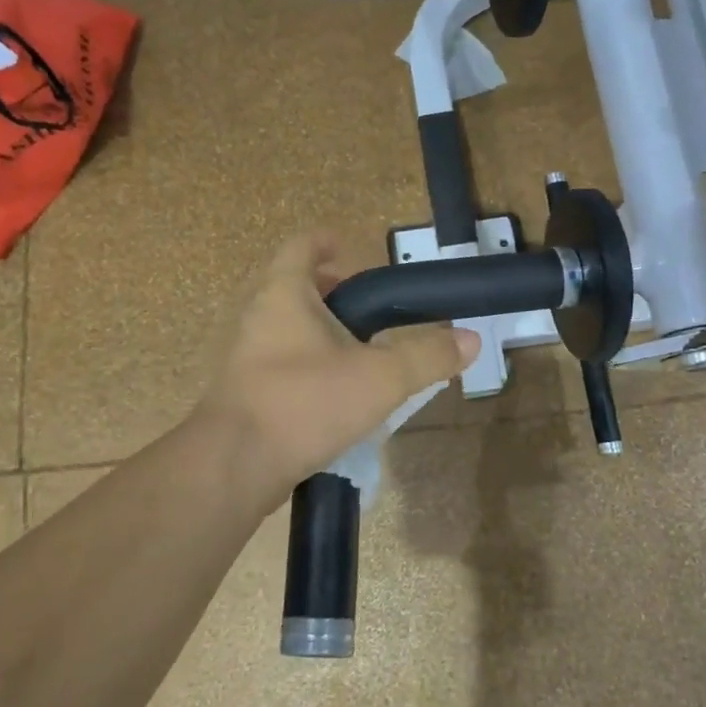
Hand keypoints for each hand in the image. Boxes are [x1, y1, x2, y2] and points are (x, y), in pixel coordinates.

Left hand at [192, 233, 480, 509]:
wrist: (234, 465)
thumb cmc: (305, 402)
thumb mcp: (380, 378)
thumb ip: (427, 357)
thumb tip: (471, 340)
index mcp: (285, 293)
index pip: (303, 246)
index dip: (326, 241)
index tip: (350, 248)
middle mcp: (259, 315)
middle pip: (293, 286)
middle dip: (330, 291)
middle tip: (368, 308)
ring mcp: (245, 355)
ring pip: (285, 327)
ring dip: (319, 330)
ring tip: (359, 352)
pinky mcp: (243, 390)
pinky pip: (279, 362)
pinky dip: (306, 363)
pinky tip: (333, 391)